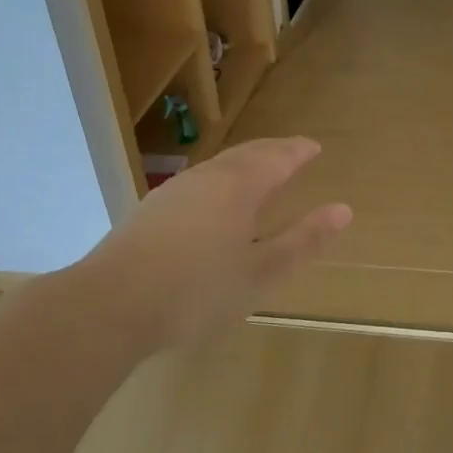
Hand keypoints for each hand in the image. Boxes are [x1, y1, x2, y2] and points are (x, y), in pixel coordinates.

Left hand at [76, 137, 351, 352]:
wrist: (110, 305)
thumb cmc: (197, 292)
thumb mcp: (260, 273)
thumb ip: (302, 241)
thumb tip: (343, 210)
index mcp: (239, 187)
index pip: (277, 158)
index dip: (298, 151)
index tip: (314, 147)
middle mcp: (207, 178)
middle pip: (246, 154)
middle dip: (273, 150)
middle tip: (292, 150)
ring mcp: (173, 192)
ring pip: (218, 165)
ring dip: (244, 162)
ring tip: (258, 170)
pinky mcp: (150, 210)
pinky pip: (197, 182)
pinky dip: (219, 179)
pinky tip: (212, 200)